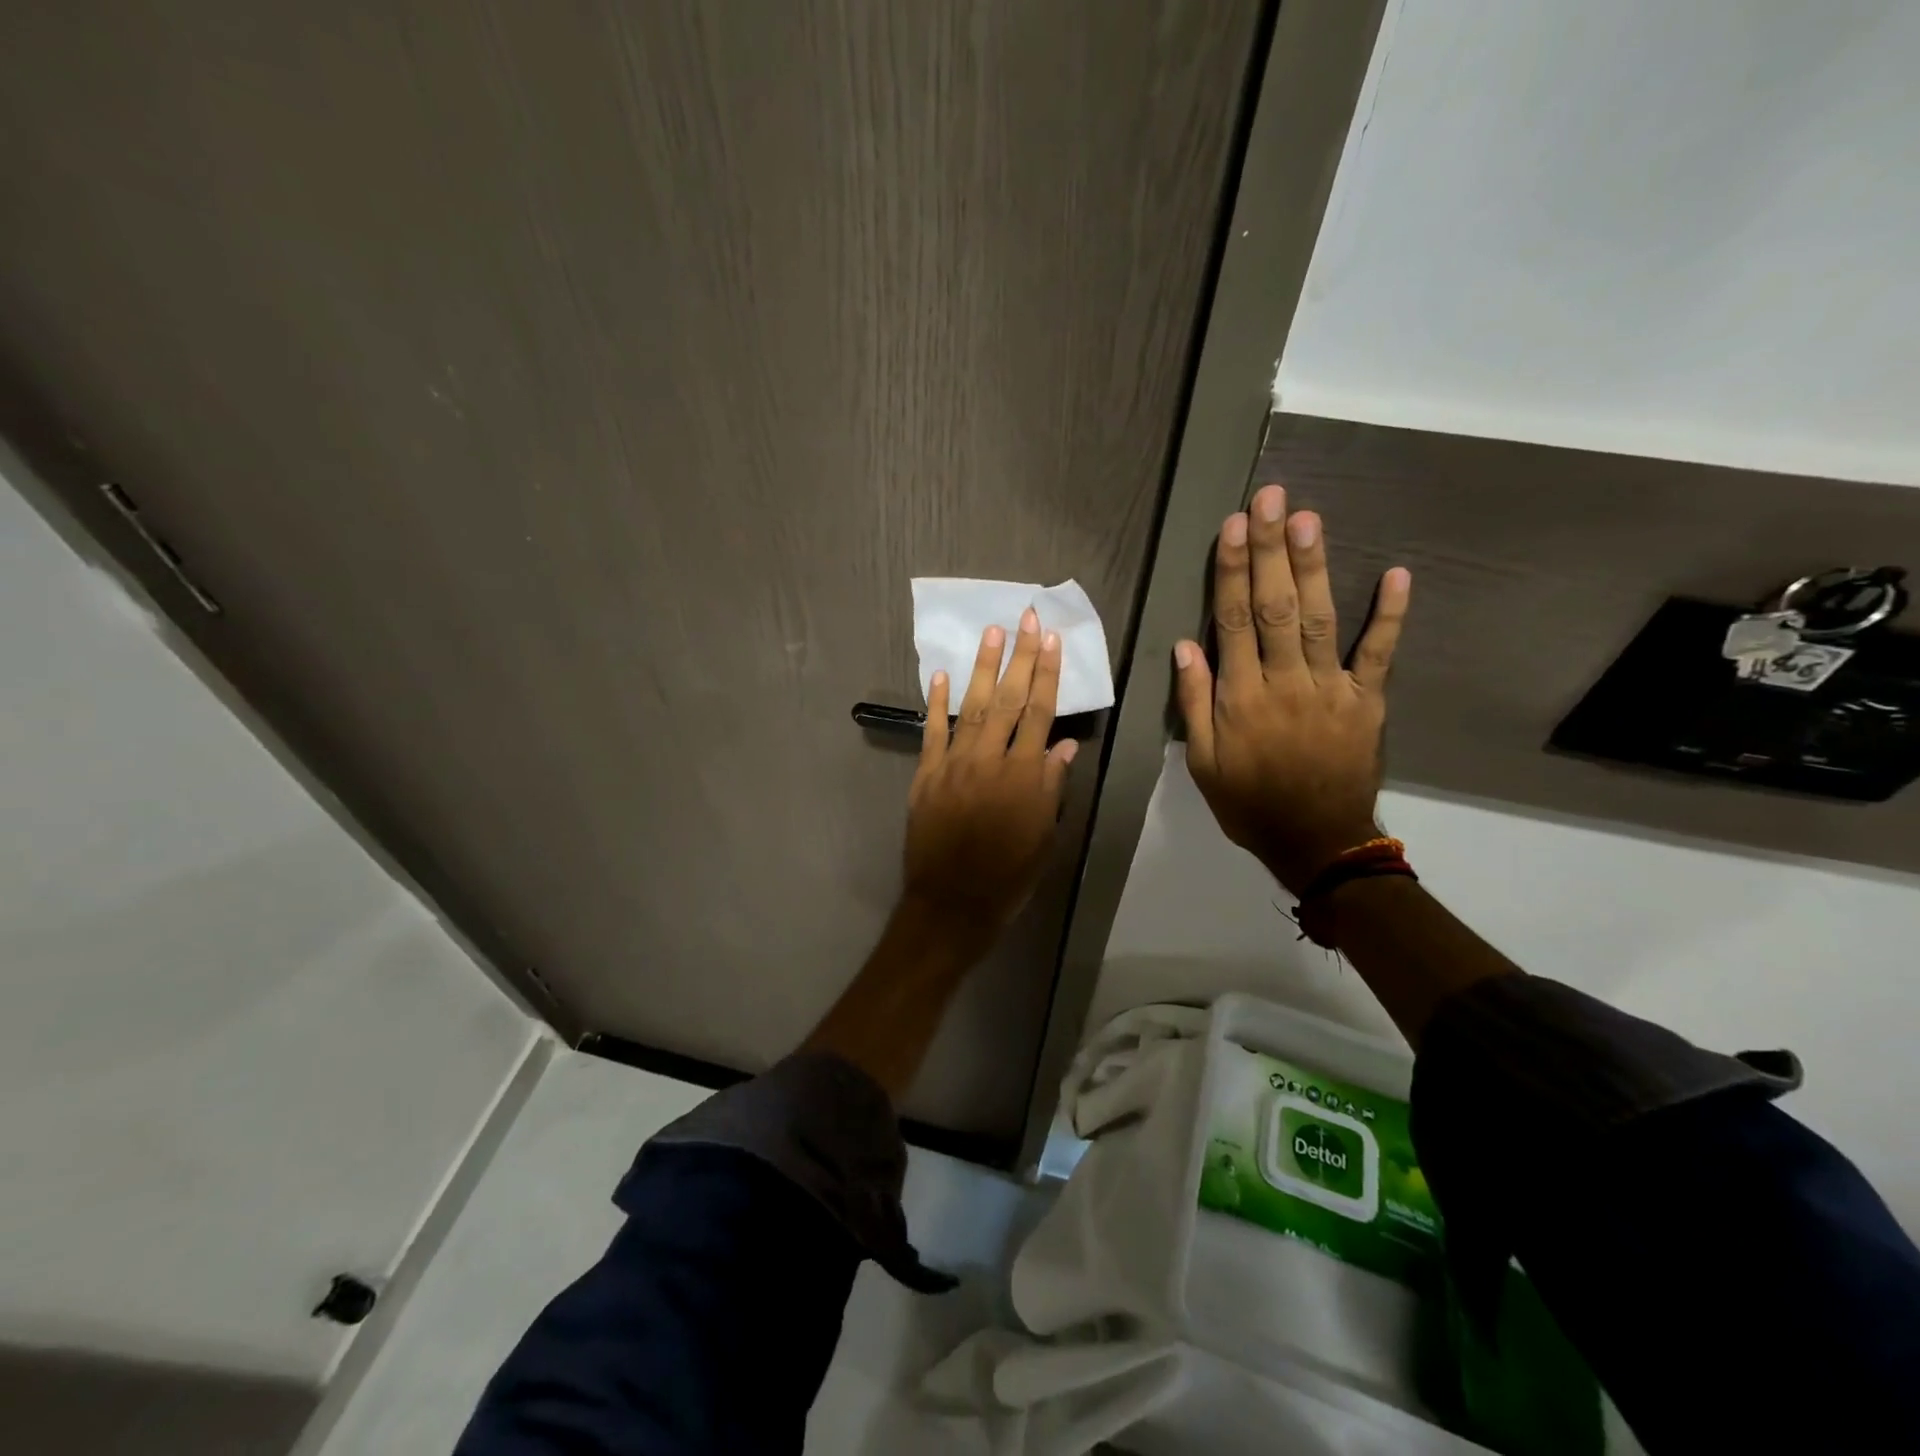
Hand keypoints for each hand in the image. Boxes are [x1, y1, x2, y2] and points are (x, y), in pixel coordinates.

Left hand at [902, 609, 1078, 939]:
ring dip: (982, 668)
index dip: (1047, 675)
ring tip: (992, 633)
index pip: (1040, 713)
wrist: (953, 903)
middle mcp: (990, 760)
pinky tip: (941, 676)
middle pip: (1009, 700)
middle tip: (1026, 618)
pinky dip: (936, 704)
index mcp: (1025, 776)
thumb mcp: (1044, 836)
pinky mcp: (926, 776)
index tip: (1052, 641)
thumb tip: (1066, 745)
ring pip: (972, 707)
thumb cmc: (1009, 876)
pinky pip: (932, 732)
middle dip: (1020, 657)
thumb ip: (1053, 787)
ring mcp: (954, 764)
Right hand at [1173, 484, 1410, 894]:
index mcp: (1241, 698)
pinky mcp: (1367, 701)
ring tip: (1309, 519)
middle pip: (1274, 608)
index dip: (1232, 572)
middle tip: (1273, 499)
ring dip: (1314, 567)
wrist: (1316, 841)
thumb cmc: (1248, 802)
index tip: (1233, 527)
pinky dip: (1390, 616)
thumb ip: (1195, 703)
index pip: (1233, 623)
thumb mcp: (1202, 762)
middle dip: (1271, 551)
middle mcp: (1285, 683)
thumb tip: (1185, 646)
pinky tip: (1396, 575)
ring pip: (1318, 619)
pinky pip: (1379, 654)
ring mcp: (1331, 689)